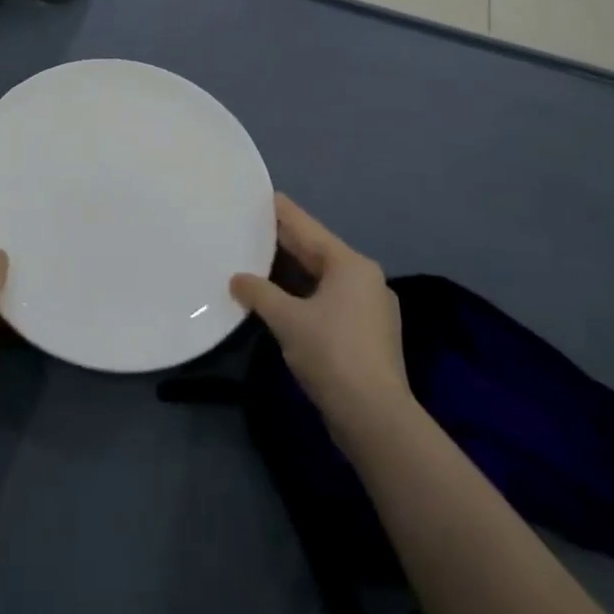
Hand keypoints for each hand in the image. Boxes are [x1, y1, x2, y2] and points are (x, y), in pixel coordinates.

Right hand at [231, 195, 408, 446]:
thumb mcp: (287, 319)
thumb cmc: (332, 355)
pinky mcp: (369, 333)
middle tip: (251, 226)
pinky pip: (331, 299)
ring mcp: (371, 307)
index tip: (260, 195)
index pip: (307, 227)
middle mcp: (365, 278)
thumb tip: (237, 279)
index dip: (281, 212)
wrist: (376, 419)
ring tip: (259, 260)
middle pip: (317, 251)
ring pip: (323, 277)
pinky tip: (283, 300)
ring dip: (293, 272)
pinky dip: (306, 294)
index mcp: (350, 264)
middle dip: (284, 242)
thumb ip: (259, 293)